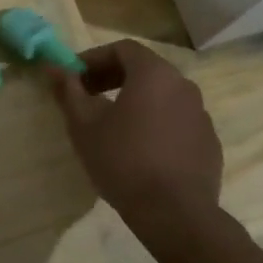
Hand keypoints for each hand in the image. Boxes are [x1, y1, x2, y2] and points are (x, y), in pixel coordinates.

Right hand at [47, 40, 223, 228]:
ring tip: (111, 126)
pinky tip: (140, 150)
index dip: (93, 58)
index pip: (122, 49)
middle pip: (144, 69)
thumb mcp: (84, 126)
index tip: (74, 78)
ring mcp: (201, 115)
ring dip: (135, 101)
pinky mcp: (209, 142)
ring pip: (162, 96)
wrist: (175, 213)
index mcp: (154, 74)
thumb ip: (69, 91)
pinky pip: (176, 121)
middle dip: (112, 78)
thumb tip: (53, 67)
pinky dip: (155, 123)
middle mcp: (184, 86)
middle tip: (87, 98)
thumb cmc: (123, 161)